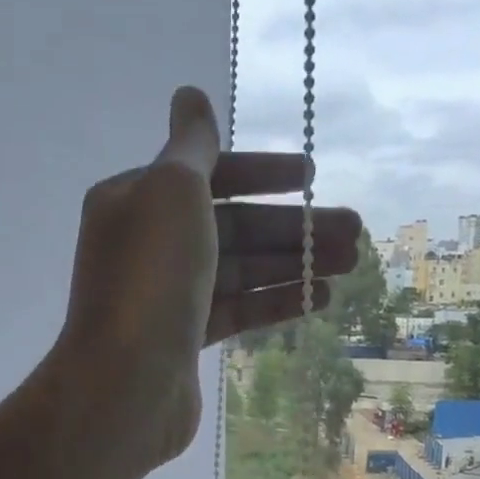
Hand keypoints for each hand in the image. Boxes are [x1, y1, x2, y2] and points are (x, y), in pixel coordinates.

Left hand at [50, 86, 360, 472]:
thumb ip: (193, 144)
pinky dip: (275, 301)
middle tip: (353, 230)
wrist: (126, 384)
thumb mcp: (172, 191)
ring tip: (351, 263)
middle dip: (291, 226)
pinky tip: (320, 298)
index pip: (208, 174)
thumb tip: (190, 95)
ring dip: (293, 263)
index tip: (311, 175)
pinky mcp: (185, 339)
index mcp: (136, 200)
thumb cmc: (151, 278)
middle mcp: (149, 244)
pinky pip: (236, 309)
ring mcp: (167, 296)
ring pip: (240, 269)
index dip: (262, 171)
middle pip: (232, 226)